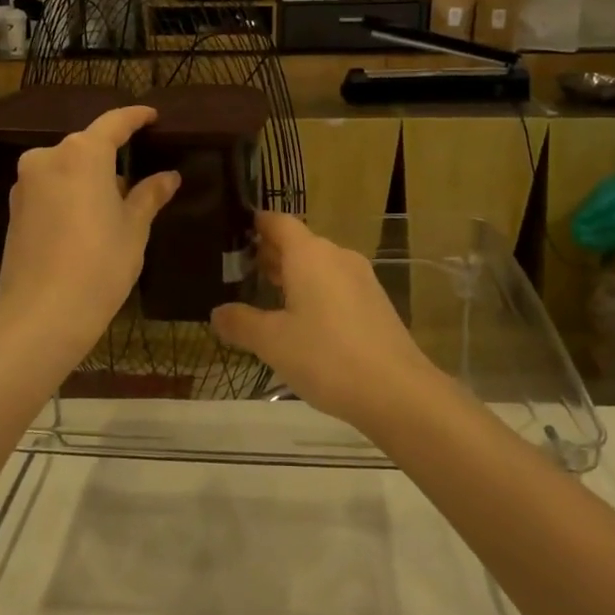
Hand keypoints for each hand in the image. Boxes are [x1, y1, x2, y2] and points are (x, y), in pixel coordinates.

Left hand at [0, 105, 178, 361]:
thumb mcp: (133, 229)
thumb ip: (149, 196)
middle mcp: (48, 158)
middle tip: (138, 171)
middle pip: (85, 146)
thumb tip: (168, 176)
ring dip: (87, 177)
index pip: (114, 123)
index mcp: (82, 154)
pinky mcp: (12, 209)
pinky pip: (48, 188)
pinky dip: (68, 193)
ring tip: (112, 201)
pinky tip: (84, 219)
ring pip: (64, 168)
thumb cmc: (99, 266)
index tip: (151, 116)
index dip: (135, 117)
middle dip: (111, 155)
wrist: (41, 315)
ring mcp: (25, 183)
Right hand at [212, 213, 445, 430]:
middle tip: (238, 272)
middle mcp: (337, 256)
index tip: (232, 233)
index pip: (278, 222)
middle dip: (269, 253)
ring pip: (318, 265)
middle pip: (298, 243)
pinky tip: (301, 321)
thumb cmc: (327, 357)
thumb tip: (217, 313)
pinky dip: (314, 292)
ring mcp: (361, 279)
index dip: (255, 224)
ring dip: (292, 275)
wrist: (397, 392)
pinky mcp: (375, 303)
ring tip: (264, 296)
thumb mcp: (272, 342)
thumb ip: (241, 323)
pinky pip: (336, 285)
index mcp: (309, 255)